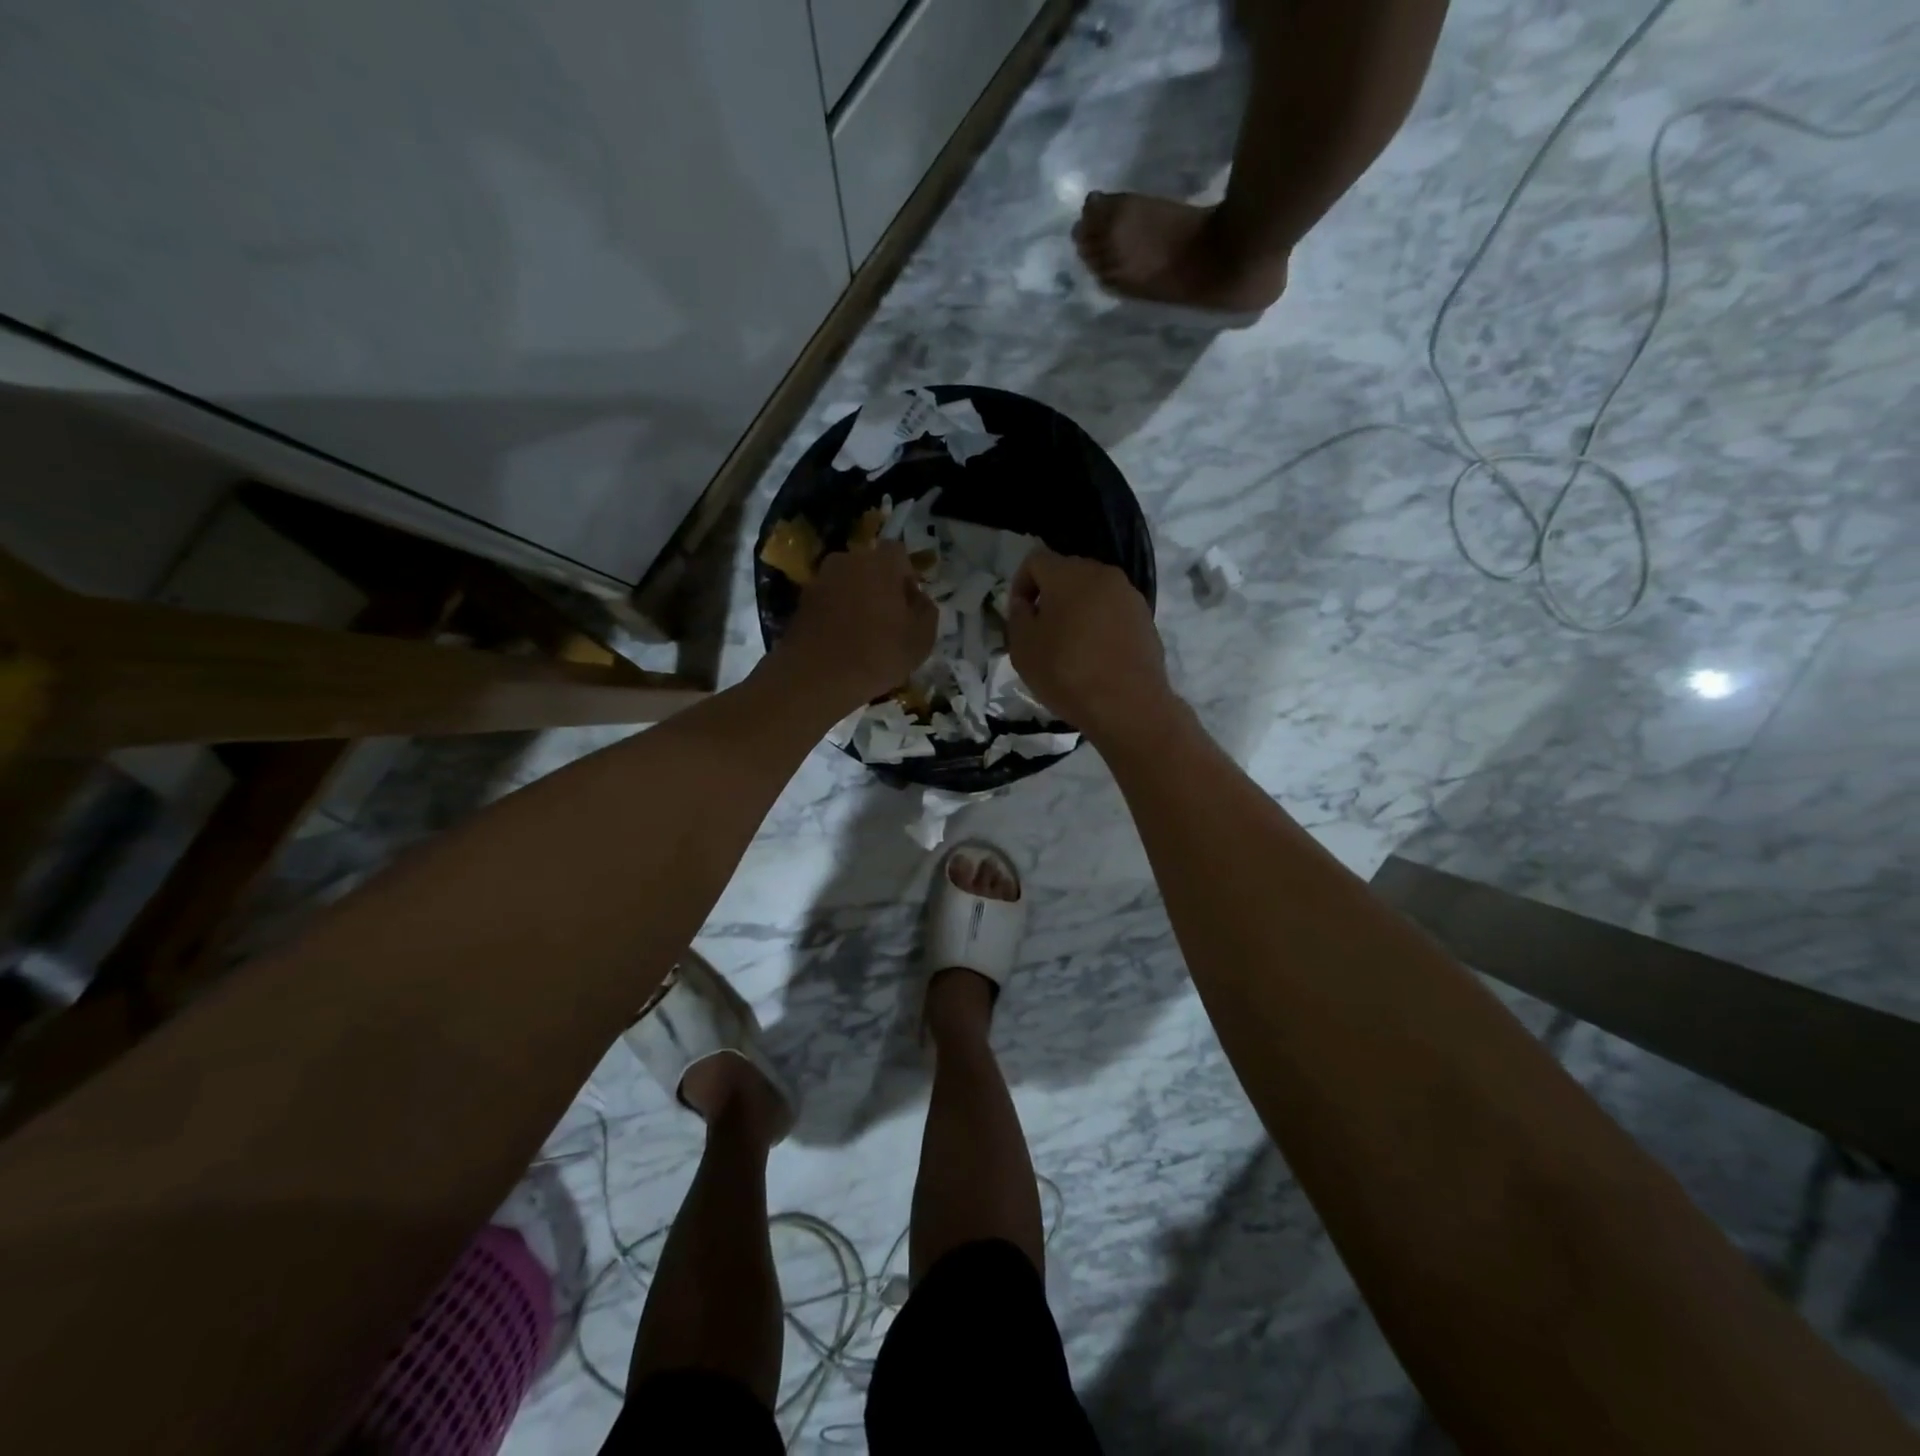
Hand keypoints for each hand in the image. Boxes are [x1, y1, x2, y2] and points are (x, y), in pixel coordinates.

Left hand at [774, 541, 937, 711]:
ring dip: (857, 599)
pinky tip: (842, 641)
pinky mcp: (801, 601)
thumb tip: (918, 598)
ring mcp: (820, 580)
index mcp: (880, 563)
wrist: (815, 679)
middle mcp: (847, 561)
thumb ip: (926, 610)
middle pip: (870, 566)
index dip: (906, 576)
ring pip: (848, 583)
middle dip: (881, 586)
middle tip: (889, 618)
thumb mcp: (921, 639)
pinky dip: (837, 613)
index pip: (898, 554)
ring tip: (864, 632)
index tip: (910, 604)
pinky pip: (829, 600)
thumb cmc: (877, 656)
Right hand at [1006, 548, 1175, 743]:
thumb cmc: (1067, 672)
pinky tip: (1095, 656)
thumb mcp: (1023, 648)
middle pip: (1067, 573)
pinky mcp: (1146, 619)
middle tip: (1041, 631)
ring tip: (1069, 646)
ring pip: (1092, 593)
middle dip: (1050, 596)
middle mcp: (1102, 574)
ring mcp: (1129, 596)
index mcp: (1069, 574)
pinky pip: (1113, 612)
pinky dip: (1099, 625)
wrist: (1129, 705)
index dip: (1020, 584)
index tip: (1019, 616)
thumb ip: (1018, 616)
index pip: (1035, 560)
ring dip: (1076, 610)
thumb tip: (1026, 603)